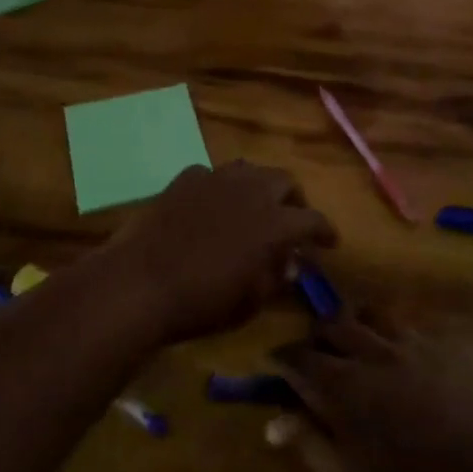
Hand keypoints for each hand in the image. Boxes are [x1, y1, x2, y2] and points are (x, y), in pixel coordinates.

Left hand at [97, 161, 335, 343]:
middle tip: (290, 219)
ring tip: (253, 206)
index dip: (325, 230)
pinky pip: (211, 175)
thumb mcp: (250, 302)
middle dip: (293, 199)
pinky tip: (211, 205)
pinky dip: (219, 188)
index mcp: (275, 222)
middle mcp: (251, 190)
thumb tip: (288, 263)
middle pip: (284, 180)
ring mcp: (216, 178)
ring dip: (258, 186)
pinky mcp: (186, 178)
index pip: (313, 219)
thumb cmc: (203, 301)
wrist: (142, 281)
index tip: (330, 242)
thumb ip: (275, 277)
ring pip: (249, 169)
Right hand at [270, 313, 472, 471]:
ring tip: (358, 350)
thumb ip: (311, 445)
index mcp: (343, 386)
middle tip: (315, 360)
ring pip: (374, 314)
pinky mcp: (448, 351)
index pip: (298, 357)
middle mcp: (374, 352)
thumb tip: (276, 421)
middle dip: (317, 337)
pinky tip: (401, 363)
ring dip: (358, 326)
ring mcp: (415, 346)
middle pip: (333, 323)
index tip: (273, 368)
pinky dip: (395, 338)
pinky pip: (412, 329)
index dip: (281, 360)